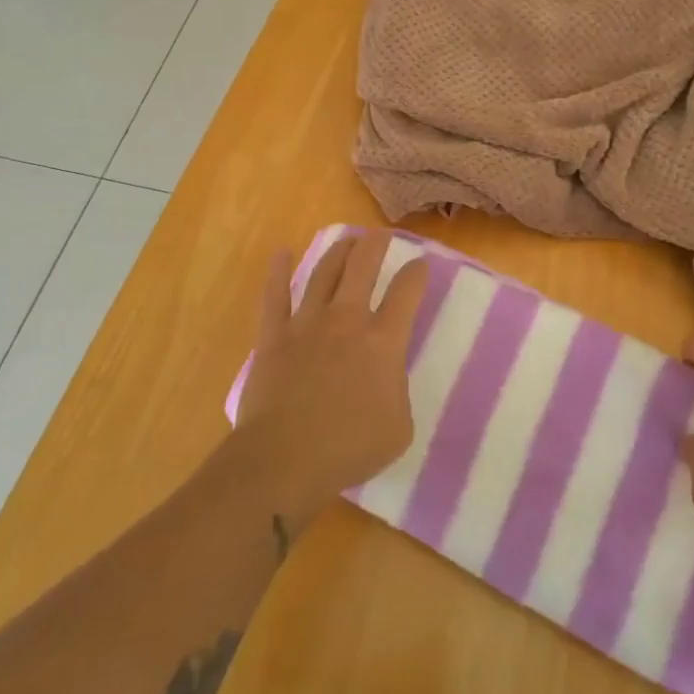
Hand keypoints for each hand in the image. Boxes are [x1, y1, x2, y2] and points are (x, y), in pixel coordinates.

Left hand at [234, 232, 428, 519]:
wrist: (286, 459)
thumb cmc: (349, 448)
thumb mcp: (399, 426)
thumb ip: (396, 391)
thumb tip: (385, 379)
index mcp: (383, 343)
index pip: (406, 294)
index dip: (416, 274)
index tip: (420, 264)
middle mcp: (347, 321)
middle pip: (362, 268)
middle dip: (374, 246)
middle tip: (380, 234)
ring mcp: (307, 325)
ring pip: (323, 274)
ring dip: (337, 252)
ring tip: (347, 239)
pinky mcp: (273, 337)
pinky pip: (274, 296)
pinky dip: (278, 272)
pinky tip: (281, 252)